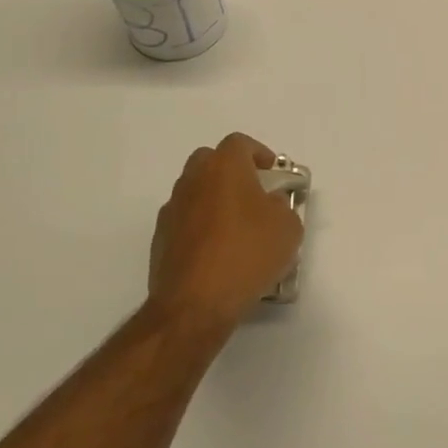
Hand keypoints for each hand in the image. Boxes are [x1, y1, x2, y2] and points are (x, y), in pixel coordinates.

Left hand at [148, 134, 304, 335]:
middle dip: (232, 172)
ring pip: (195, 192)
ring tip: (237, 229)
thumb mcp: (287, 227)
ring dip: (214, 200)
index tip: (273, 174)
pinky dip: (200, 228)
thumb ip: (282, 206)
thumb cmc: (247, 254)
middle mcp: (192, 181)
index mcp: (224, 168)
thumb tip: (269, 204)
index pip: (239, 143)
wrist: (195, 303)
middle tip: (254, 195)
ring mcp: (172, 210)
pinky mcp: (160, 240)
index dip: (259, 154)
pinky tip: (218, 253)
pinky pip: (185, 221)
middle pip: (210, 161)